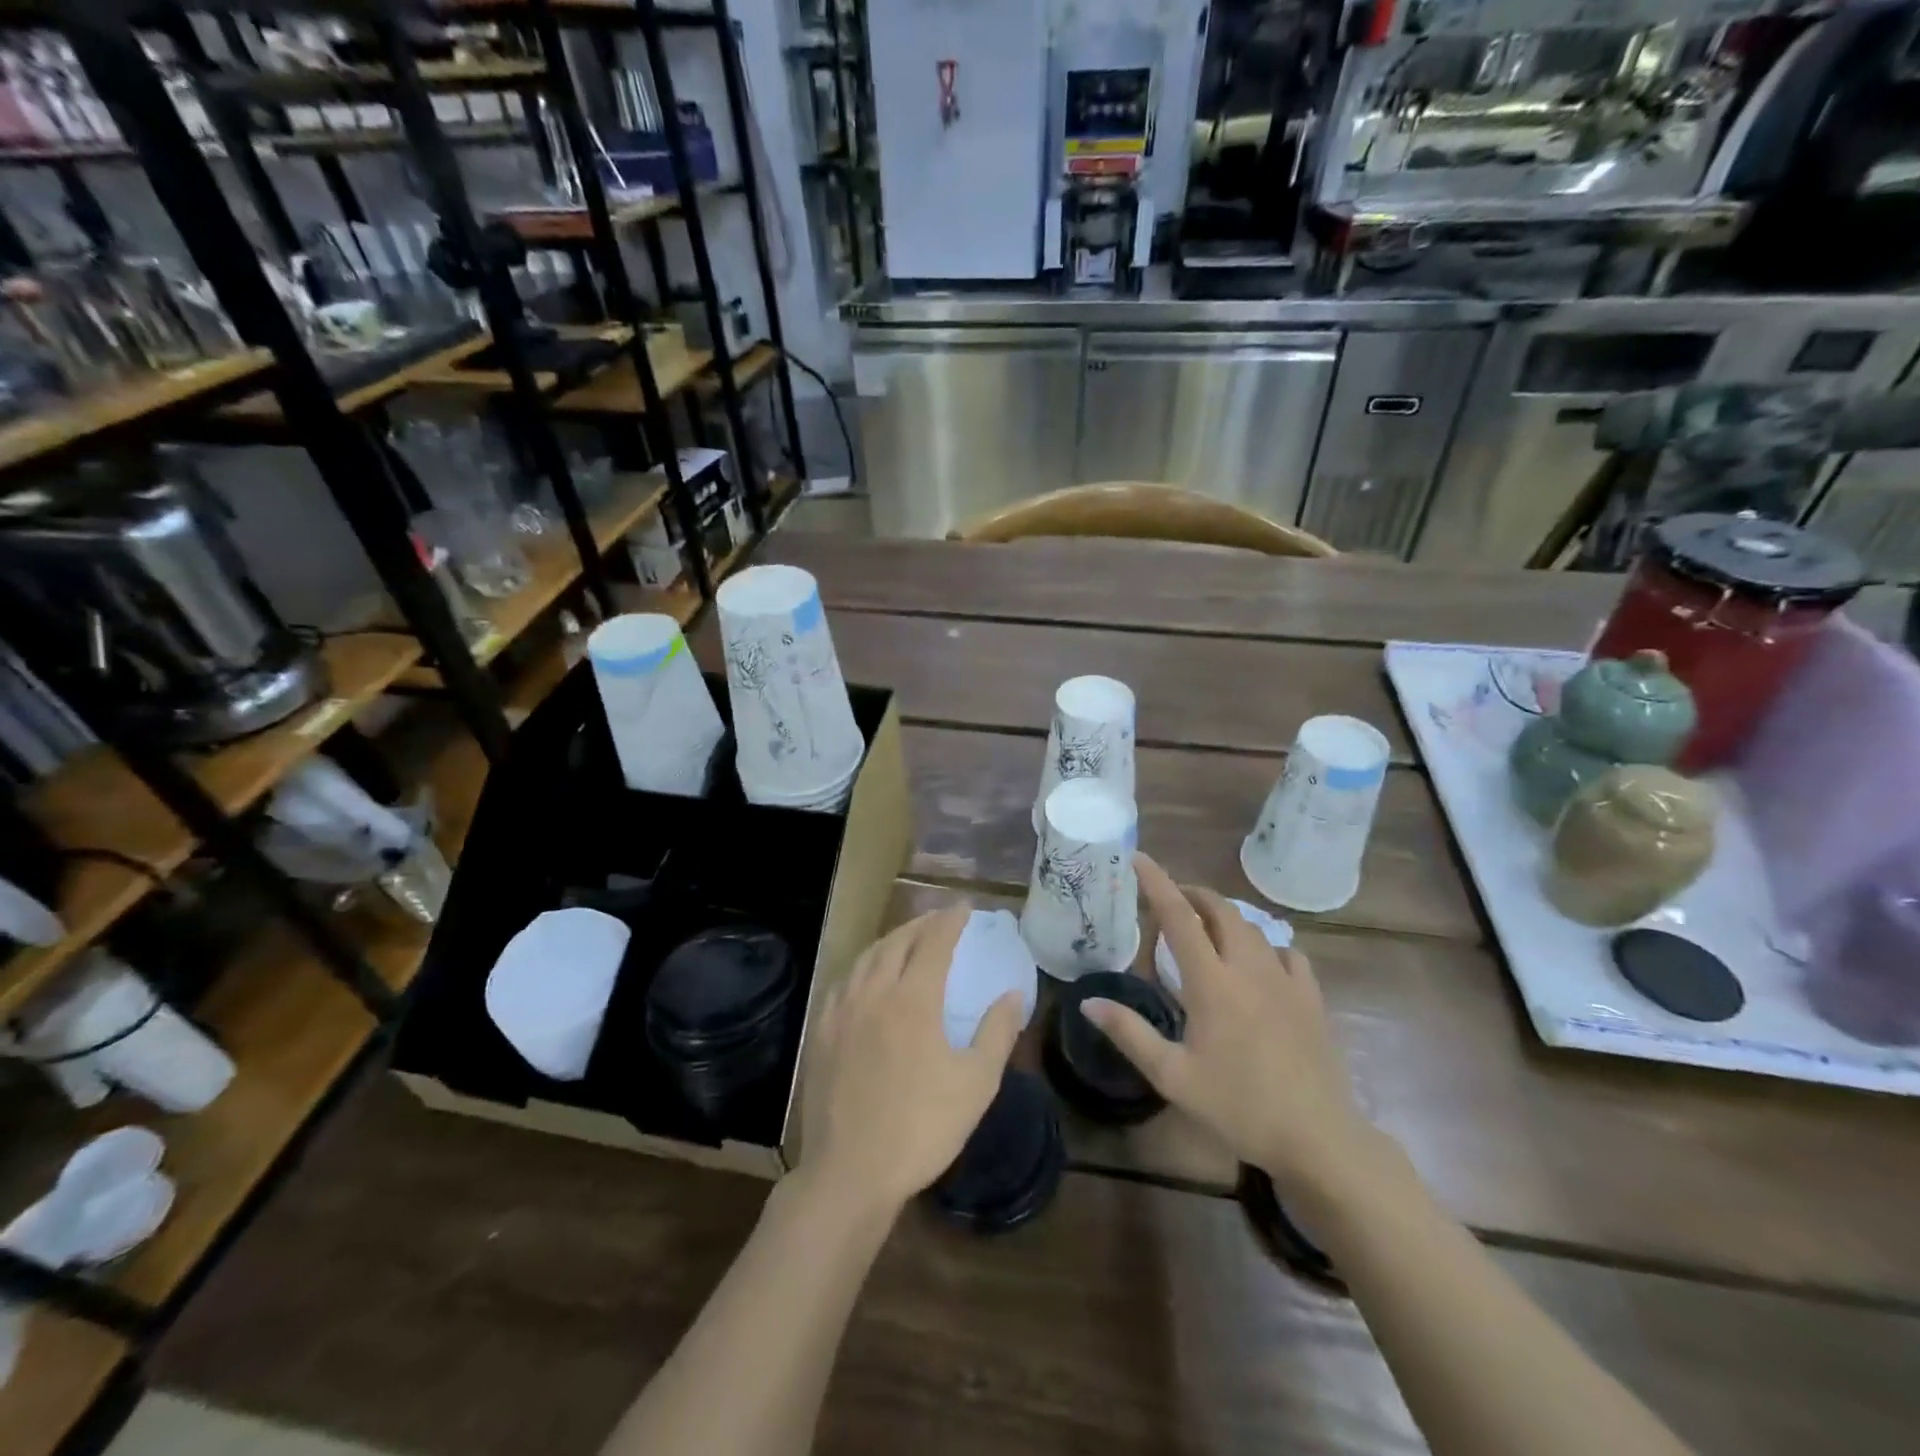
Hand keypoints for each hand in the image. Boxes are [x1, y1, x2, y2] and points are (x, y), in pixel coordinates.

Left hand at [798, 905, 1023, 1215]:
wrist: (851, 1172)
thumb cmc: (922, 1128)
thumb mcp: (976, 1084)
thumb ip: (997, 1032)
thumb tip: (1013, 994)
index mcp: (913, 1000)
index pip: (934, 943)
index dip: (950, 921)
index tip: (963, 907)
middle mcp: (874, 993)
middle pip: (897, 942)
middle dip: (921, 924)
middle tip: (939, 918)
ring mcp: (842, 1011)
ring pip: (866, 958)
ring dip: (890, 940)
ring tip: (906, 938)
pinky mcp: (821, 1032)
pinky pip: (843, 982)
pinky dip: (862, 966)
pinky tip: (866, 976)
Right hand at [1083, 854, 1382, 1202]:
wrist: (1317, 1139)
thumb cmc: (1238, 1107)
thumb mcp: (1173, 1077)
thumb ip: (1130, 1034)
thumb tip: (1088, 1002)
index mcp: (1212, 983)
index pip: (1178, 917)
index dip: (1157, 883)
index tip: (1139, 859)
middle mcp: (1249, 969)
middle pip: (1220, 911)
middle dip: (1193, 895)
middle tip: (1170, 902)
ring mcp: (1286, 981)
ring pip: (1253, 928)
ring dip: (1226, 917)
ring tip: (1207, 929)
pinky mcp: (1312, 998)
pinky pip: (1288, 953)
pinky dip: (1266, 945)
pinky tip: (1261, 962)